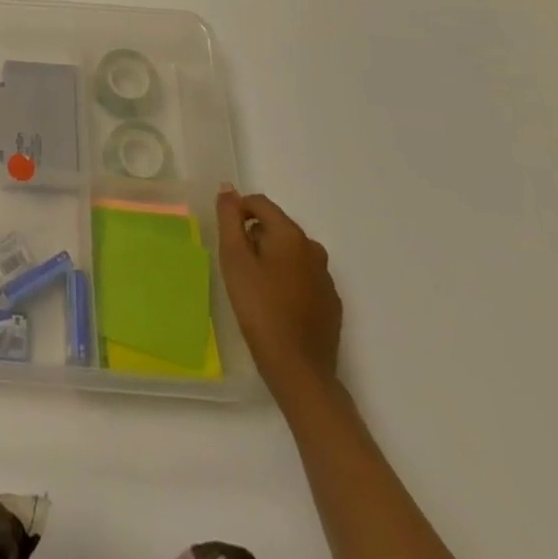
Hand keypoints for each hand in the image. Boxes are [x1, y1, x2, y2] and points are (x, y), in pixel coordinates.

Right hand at [217, 184, 342, 396]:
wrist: (298, 370)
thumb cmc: (259, 309)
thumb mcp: (234, 259)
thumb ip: (229, 219)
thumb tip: (228, 188)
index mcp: (290, 234)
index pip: (260, 203)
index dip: (238, 212)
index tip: (226, 238)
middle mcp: (313, 248)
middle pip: (276, 226)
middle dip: (255, 236)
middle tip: (238, 266)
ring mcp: (326, 277)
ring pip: (291, 252)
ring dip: (272, 258)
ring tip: (255, 286)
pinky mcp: (331, 303)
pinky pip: (304, 277)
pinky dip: (288, 280)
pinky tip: (277, 305)